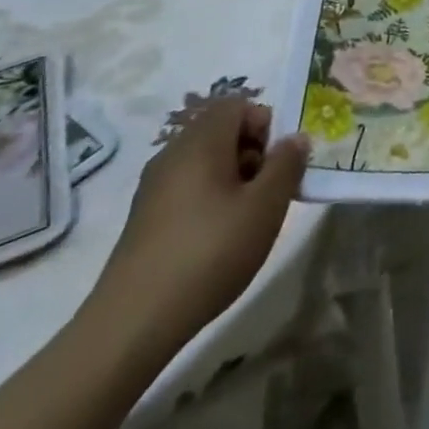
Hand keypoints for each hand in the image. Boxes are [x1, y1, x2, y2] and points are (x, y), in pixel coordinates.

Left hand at [86, 98, 307, 355]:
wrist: (133, 323)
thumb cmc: (209, 252)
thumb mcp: (265, 207)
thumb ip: (286, 165)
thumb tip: (295, 138)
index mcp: (201, 141)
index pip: (238, 105)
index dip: (266, 125)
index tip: (279, 164)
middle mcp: (173, 153)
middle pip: (222, 132)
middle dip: (253, 154)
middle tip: (269, 193)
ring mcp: (154, 186)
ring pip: (205, 162)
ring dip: (233, 179)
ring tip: (247, 221)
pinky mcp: (144, 218)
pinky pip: (187, 188)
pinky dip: (209, 200)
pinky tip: (217, 241)